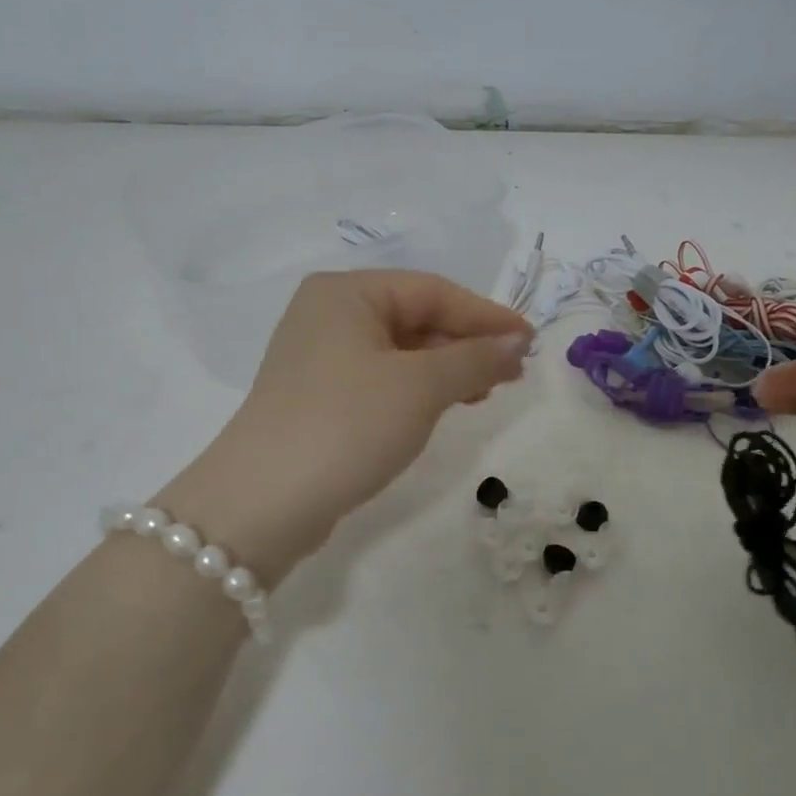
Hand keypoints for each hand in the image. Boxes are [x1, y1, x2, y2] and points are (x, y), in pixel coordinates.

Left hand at [164, 271, 530, 580]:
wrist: (263, 503)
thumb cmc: (347, 425)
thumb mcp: (421, 387)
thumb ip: (475, 358)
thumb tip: (517, 342)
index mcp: (346, 292)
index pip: (433, 291)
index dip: (486, 315)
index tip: (531, 341)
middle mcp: (329, 314)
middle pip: (416, 317)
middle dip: (467, 343)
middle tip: (512, 372)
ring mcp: (320, 356)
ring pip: (401, 350)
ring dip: (448, 368)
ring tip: (486, 392)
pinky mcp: (319, 396)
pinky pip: (383, 377)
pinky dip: (419, 388)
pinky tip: (445, 405)